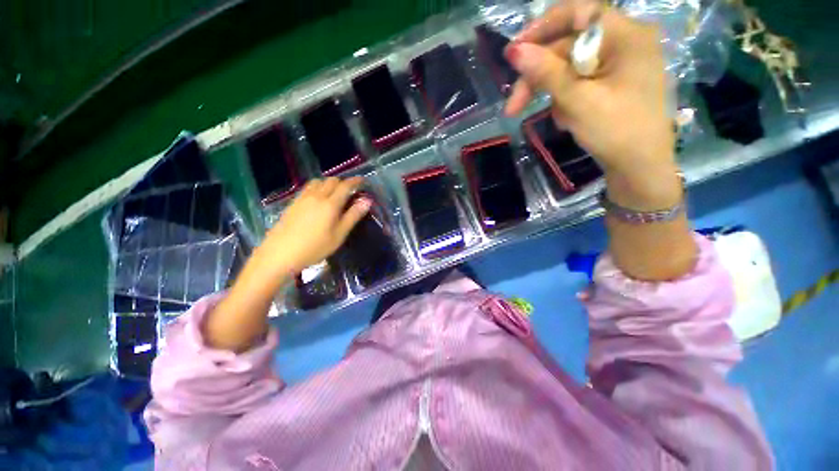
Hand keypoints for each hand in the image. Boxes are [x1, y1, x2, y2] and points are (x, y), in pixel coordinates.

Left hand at [259, 177, 370, 273]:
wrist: (280, 254)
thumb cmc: (315, 247)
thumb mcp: (339, 235)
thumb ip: (353, 216)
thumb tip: (367, 201)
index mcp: (330, 204)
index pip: (345, 186)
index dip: (355, 181)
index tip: (363, 180)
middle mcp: (316, 196)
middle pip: (331, 180)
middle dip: (343, 182)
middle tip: (350, 191)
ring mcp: (302, 198)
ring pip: (318, 181)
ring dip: (329, 183)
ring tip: (334, 194)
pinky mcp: (293, 202)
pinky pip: (308, 187)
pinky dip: (318, 187)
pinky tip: (318, 199)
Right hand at [505, 2, 675, 175]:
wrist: (639, 168)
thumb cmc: (616, 132)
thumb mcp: (577, 101)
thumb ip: (546, 73)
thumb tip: (515, 52)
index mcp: (626, 35)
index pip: (578, 12)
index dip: (542, 28)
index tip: (514, 53)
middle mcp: (623, 42)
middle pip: (568, 48)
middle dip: (538, 77)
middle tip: (513, 107)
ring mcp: (618, 64)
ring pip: (570, 68)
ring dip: (553, 94)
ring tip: (558, 121)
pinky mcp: (612, 83)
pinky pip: (579, 83)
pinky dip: (567, 100)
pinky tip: (569, 120)